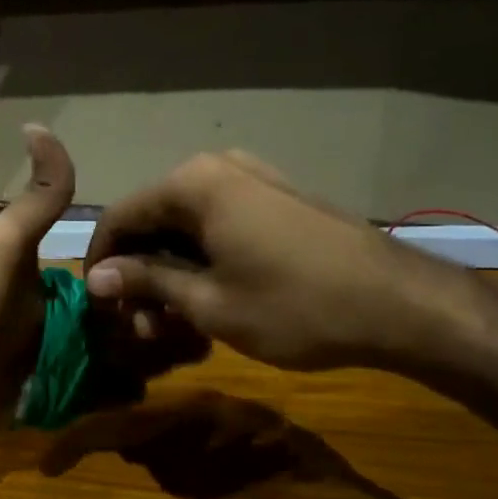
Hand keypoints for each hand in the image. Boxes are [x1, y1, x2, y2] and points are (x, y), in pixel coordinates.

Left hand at [0, 127, 203, 435]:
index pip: (120, 282)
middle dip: (157, 329)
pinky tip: (131, 391)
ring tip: (162, 362)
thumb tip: (39, 126)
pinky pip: (96, 398)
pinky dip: (118, 395)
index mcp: (58, 285)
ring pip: (120, 361)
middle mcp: (64, 323)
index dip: (150, 285)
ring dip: (147, 361)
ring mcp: (58, 366)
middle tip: (181, 338)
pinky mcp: (49, 404)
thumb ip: (36, 200)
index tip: (177, 293)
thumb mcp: (3, 247)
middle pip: (126, 325)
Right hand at [82, 151, 477, 372]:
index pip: (120, 217)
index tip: (100, 309)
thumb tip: (97, 279)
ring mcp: (252, 181)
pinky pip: (220, 226)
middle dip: (141, 276)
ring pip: (187, 228)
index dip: (102, 264)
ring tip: (178, 325)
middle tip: (145, 329)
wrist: (400, 305)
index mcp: (192, 184)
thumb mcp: (208, 302)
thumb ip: (146, 282)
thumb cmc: (294, 306)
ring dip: (172, 274)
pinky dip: (204, 263)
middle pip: (154, 221)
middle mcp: (217, 169)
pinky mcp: (277, 200)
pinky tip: (211, 302)